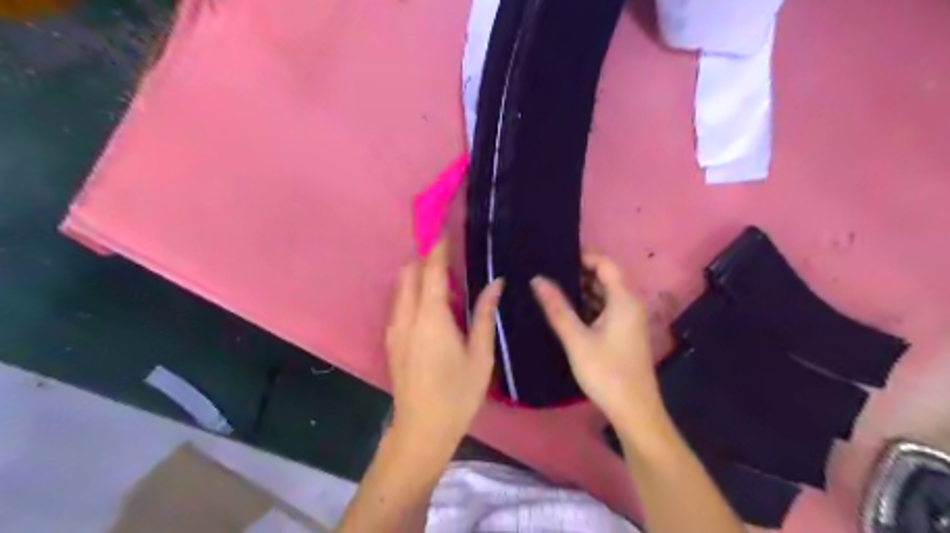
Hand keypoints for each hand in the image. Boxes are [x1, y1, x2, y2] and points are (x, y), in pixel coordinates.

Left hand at [384, 239, 502, 454]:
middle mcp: (407, 316)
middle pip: (408, 273)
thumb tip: (496, 283)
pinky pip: (399, 304)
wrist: (422, 429)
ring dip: (417, 276)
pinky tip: (433, 310)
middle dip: (425, 260)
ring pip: (400, 288)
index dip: (438, 250)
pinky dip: (412, 294)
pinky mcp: (390, 341)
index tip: (446, 233)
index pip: (431, 271)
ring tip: (445, 285)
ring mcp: (394, 329)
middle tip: (450, 261)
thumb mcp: (480, 355)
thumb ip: (485, 314)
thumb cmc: (458, 393)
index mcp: (431, 317)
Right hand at [530, 254, 661, 428]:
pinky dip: (587, 305)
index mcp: (623, 300)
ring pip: (604, 294)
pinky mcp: (624, 333)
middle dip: (578, 272)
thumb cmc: (606, 373)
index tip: (555, 257)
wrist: (634, 411)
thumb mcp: (577, 340)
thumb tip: (537, 279)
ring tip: (551, 288)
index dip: (582, 256)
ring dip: (581, 290)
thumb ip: (557, 308)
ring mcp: (628, 319)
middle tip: (547, 272)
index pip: (605, 264)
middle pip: (605, 277)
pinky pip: (605, 309)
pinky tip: (566, 311)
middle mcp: (630, 304)